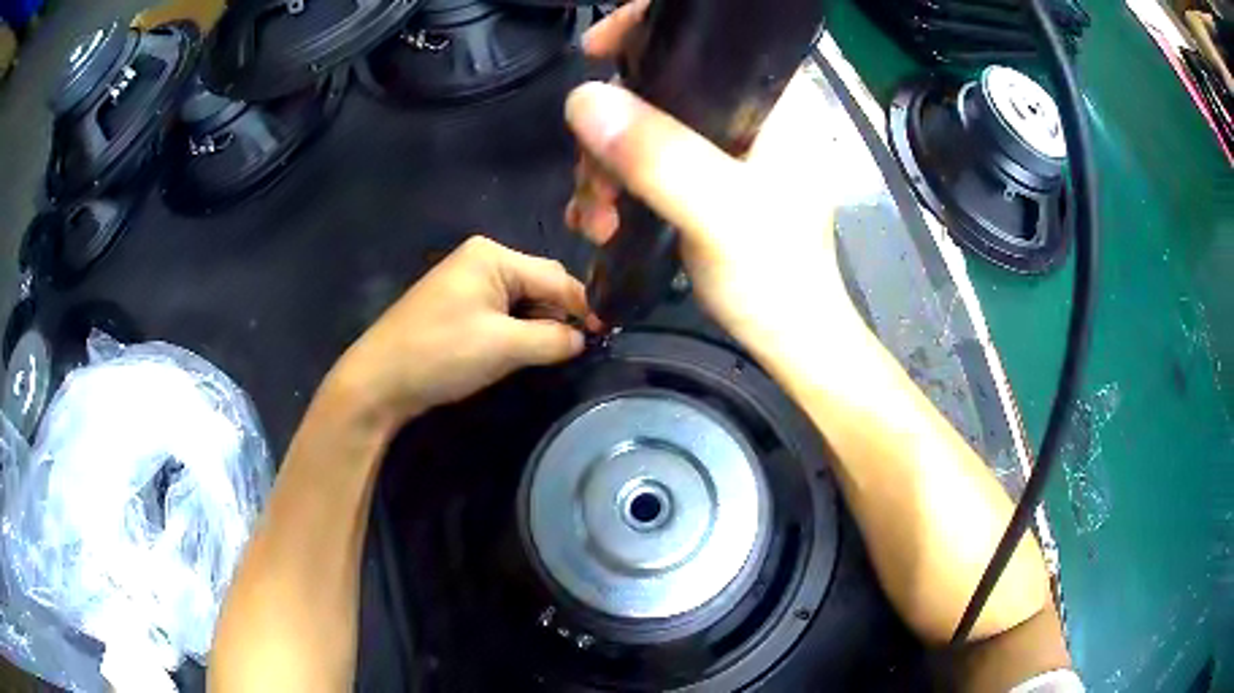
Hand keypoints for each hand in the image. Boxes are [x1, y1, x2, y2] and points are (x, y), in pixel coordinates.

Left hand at [328, 237, 589, 430]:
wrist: (379, 381)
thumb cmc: (441, 354)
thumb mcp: (505, 346)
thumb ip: (553, 338)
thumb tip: (583, 338)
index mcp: (493, 256)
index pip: (555, 276)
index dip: (583, 307)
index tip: (606, 336)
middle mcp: (482, 259)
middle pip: (539, 283)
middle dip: (559, 315)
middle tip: (577, 350)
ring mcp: (466, 281)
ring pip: (521, 300)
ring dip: (538, 326)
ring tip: (549, 354)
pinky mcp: (457, 305)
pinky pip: (501, 311)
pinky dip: (517, 331)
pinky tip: (520, 351)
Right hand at [564, 2, 870, 371]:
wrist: (789, 340)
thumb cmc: (775, 279)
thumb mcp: (719, 214)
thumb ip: (659, 155)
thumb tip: (582, 99)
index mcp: (773, 102)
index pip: (707, 37)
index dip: (645, 30)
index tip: (594, 52)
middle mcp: (749, 115)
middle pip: (658, 86)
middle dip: (609, 130)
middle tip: (594, 184)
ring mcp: (725, 149)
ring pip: (643, 127)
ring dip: (604, 168)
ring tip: (596, 218)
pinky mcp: (706, 180)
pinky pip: (646, 162)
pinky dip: (615, 186)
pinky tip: (599, 220)